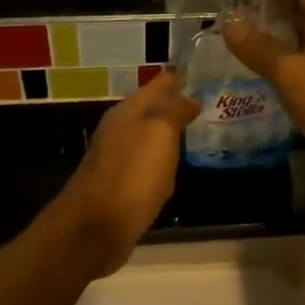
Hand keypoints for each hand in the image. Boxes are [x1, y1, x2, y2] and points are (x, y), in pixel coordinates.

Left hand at [49, 73, 199, 274]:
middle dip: (177, 106)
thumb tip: (189, 96)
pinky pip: (146, 168)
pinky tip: (174, 173)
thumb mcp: (159, 134)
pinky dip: (161, 165)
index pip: (158, 84)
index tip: (207, 75)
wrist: (95, 230)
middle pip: (152, 111)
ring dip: (169, 136)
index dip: (181, 78)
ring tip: (198, 134)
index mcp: (128, 112)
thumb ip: (174, 111)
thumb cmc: (131, 175)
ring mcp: (117, 160)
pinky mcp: (120, 188)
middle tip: (209, 105)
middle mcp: (119, 131)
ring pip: (149, 139)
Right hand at [222, 0, 304, 182]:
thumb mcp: (292, 73)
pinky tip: (262, 77)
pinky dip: (288, 67)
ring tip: (237, 47)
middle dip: (267, 14)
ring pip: (304, 41)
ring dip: (275, 43)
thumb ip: (259, 48)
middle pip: (301, 10)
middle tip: (228, 22)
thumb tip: (229, 23)